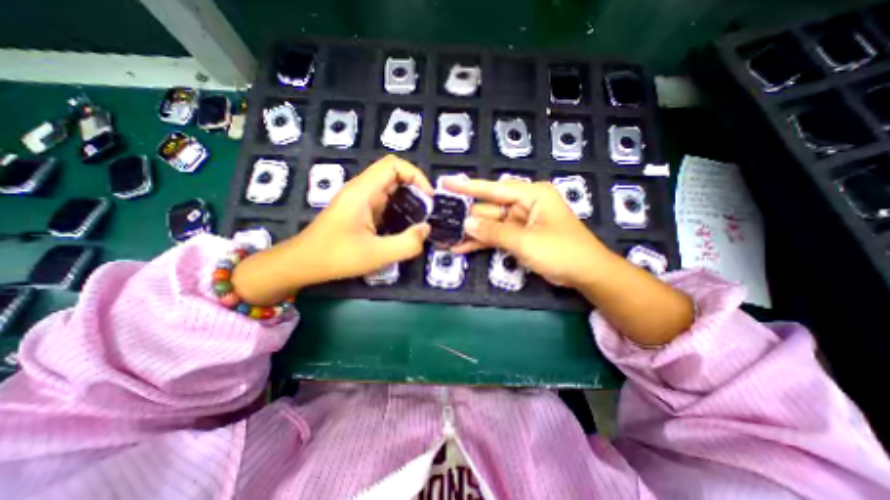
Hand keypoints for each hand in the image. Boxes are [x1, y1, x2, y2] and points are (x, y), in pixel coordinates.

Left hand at [235, 155, 433, 304]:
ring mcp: (359, 200)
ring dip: (408, 199)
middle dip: (415, 188)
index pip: (393, 165)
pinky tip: (405, 225)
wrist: (302, 264)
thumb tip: (426, 229)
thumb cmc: (336, 257)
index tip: (429, 197)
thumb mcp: (376, 255)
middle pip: (393, 174)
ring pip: (390, 188)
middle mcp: (361, 190)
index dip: (416, 175)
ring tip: (421, 217)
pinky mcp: (359, 211)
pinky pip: (384, 201)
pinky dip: (399, 208)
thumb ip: (406, 244)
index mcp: (363, 192)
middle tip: (429, 209)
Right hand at [446, 177, 695, 345]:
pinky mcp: (519, 236)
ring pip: (490, 225)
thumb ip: (494, 232)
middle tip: (441, 220)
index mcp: (531, 195)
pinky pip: (497, 237)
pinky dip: (482, 243)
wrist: (586, 273)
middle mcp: (524, 204)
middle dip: (467, 217)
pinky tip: (462, 248)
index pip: (494, 188)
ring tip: (447, 237)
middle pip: (489, 208)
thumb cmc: (561, 251)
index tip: (446, 182)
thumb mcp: (526, 241)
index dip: (468, 187)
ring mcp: (521, 221)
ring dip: (472, 233)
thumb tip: (466, 224)